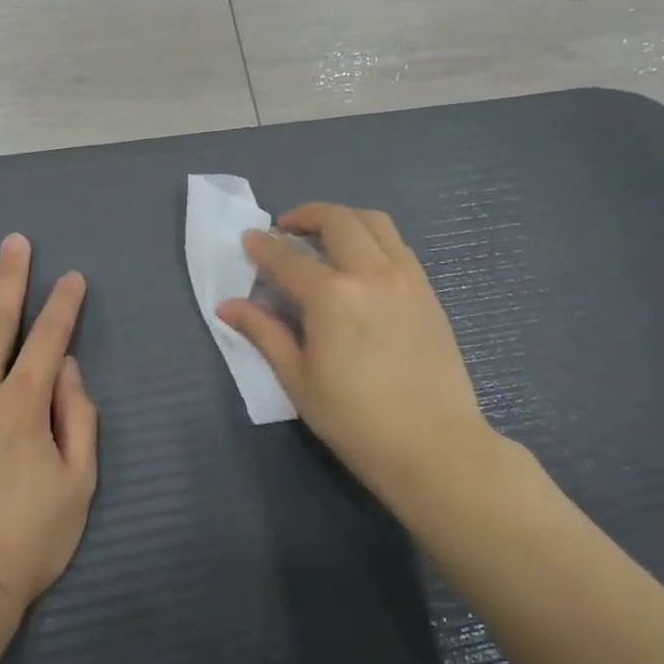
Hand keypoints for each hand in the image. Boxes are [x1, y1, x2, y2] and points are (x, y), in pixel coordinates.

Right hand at [218, 203, 495, 509]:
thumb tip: (227, 306)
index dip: (263, 246)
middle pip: (336, 220)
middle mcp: (371, 273)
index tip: (249, 239)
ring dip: (343, 219)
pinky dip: (373, 238)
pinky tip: (361, 262)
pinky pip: (398, 245)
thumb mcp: (298, 380)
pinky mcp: (428, 291)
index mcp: (332, 296)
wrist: (436, 447)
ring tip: (324, 237)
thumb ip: (264, 333)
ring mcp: (406, 278)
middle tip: (286, 230)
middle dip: (305, 215)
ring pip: (374, 222)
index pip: (288, 258)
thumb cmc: (357, 420)